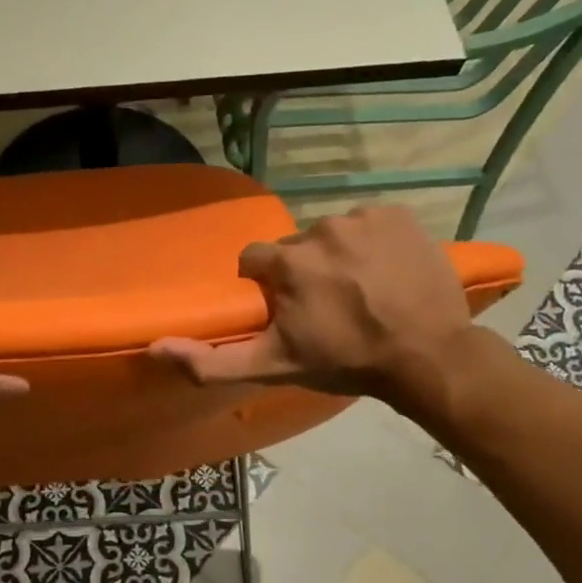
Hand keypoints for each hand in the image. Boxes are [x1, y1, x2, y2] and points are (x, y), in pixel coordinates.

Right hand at [149, 205, 475, 406]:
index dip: (266, 288)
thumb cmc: (345, 361)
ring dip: (337, 258)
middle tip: (327, 308)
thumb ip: (212, 361)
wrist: (426, 355)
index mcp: (285, 261)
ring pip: (332, 234)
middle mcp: (319, 228)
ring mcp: (363, 218)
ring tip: (360, 292)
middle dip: (302, 273)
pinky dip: (371, 244)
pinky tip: (385, 273)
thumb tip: (155, 346)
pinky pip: (369, 224)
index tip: (286, 312)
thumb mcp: (273, 367)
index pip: (255, 261)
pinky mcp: (398, 215)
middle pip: (295, 247)